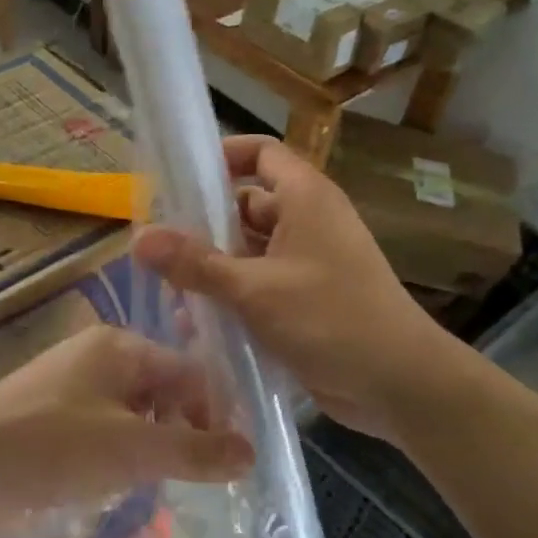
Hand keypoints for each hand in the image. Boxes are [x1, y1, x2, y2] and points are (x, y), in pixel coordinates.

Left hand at [0, 325, 252, 537]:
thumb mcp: (131, 448)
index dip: (215, 412)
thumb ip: (193, 450)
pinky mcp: (52, 424)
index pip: (189, 370)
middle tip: (199, 477)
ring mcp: (72, 391)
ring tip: (162, 484)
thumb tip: (251, 453)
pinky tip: (119, 486)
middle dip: (184, 431)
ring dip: (153, 448)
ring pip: (135, 415)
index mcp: (119, 347)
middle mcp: (98, 359)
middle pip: (162, 390)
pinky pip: (105, 434)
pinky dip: (121, 457)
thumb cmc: (51, 446)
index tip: (233, 459)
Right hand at [134, 136, 463, 442]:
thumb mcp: (254, 289)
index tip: (180, 178)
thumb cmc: (330, 319)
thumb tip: (139, 238)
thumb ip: (195, 264)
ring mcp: (308, 263)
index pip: (261, 153)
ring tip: (167, 287)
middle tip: (158, 246)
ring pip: (249, 251)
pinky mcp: (306, 300)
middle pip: (246, 206)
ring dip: (213, 266)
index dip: (222, 157)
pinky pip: (260, 285)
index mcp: (305, 198)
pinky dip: (232, 296)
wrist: (398, 383)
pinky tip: (196, 321)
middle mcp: (307, 222)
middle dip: (204, 224)